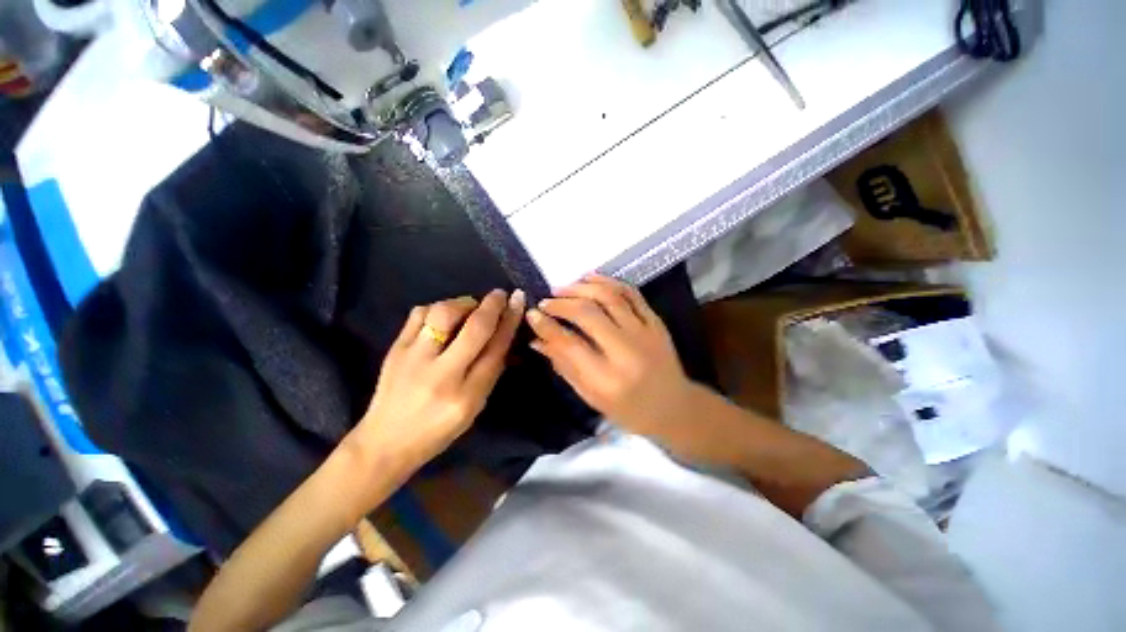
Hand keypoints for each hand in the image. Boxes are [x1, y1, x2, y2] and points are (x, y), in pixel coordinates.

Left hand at [352, 289, 524, 471]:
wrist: (385, 441)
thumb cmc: (437, 430)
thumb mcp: (474, 408)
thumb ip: (490, 372)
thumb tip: (503, 335)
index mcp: (466, 396)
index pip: (496, 349)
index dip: (509, 321)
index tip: (517, 301)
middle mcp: (441, 374)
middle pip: (474, 327)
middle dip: (492, 305)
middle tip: (500, 294)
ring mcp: (414, 358)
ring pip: (444, 313)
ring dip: (464, 303)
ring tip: (470, 307)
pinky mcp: (395, 349)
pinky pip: (419, 314)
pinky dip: (437, 307)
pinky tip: (444, 314)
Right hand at [525, 275, 696, 438]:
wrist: (674, 407)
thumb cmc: (629, 410)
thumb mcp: (591, 396)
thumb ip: (564, 365)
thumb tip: (537, 339)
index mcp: (607, 379)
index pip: (569, 344)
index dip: (546, 326)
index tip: (532, 315)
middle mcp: (627, 352)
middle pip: (588, 314)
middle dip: (561, 303)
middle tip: (546, 302)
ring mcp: (645, 333)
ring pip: (609, 297)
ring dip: (582, 287)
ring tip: (563, 288)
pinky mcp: (656, 322)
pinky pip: (631, 293)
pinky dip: (609, 282)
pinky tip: (591, 278)